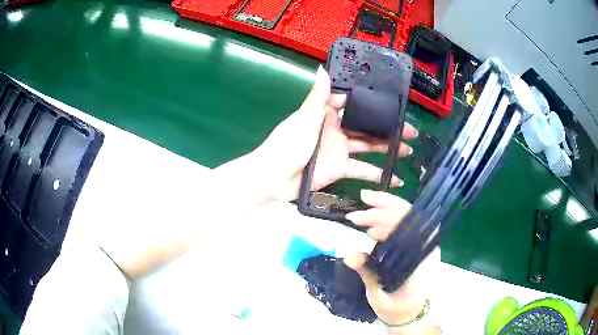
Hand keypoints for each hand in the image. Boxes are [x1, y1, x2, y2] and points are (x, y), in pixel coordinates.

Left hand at [252, 66, 417, 200]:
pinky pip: (362, 170)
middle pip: (366, 126)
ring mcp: (340, 150)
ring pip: (369, 147)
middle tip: (409, 129)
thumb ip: (318, 97)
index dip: (371, 103)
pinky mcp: (340, 169)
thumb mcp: (305, 118)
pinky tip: (393, 178)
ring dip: (388, 149)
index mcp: (326, 114)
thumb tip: (322, 69)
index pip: (353, 104)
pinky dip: (376, 174)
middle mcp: (336, 130)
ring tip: (408, 150)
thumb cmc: (288, 145)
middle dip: (387, 127)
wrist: (275, 178)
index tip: (392, 103)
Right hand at [344, 191, 440, 333]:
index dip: (386, 217)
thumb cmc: (399, 310)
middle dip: (384, 206)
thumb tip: (348, 254)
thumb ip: (367, 273)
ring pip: (409, 217)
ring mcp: (424, 245)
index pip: (410, 226)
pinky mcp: (417, 247)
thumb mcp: (380, 296)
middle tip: (360, 204)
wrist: (412, 316)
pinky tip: (372, 229)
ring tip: (361, 216)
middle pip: (410, 215)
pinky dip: (388, 222)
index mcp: (423, 259)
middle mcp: (427, 247)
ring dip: (385, 210)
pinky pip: (406, 227)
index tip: (362, 221)